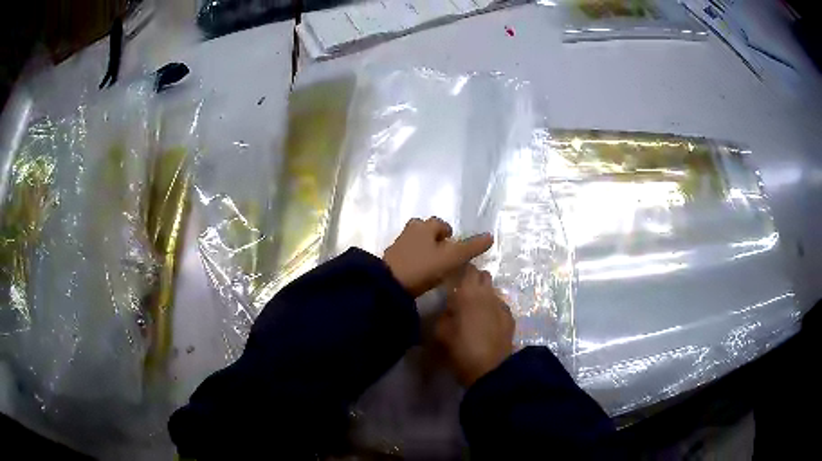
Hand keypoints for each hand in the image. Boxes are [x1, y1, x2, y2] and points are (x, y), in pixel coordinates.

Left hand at [383, 217, 492, 297]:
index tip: (453, 247)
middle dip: (434, 239)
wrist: (389, 284)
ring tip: (432, 266)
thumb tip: (491, 236)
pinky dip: (413, 260)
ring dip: (423, 250)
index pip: (439, 223)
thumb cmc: (423, 267)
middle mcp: (409, 231)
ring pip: (414, 242)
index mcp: (424, 227)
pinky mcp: (389, 259)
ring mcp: (397, 245)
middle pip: (424, 230)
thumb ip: (471, 248)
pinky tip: (419, 273)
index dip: (448, 233)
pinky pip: (406, 255)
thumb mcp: (451, 258)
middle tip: (443, 256)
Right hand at [436, 264, 514, 386]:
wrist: (489, 368)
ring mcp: (502, 305)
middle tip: (464, 293)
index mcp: (468, 292)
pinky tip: (488, 324)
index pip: (468, 268)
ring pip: (493, 291)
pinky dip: (493, 310)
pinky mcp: (510, 318)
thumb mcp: (440, 332)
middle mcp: (487, 294)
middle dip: (475, 280)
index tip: (454, 277)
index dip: (462, 270)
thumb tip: (450, 308)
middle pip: (484, 275)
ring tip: (476, 311)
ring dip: (485, 296)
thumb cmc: (460, 348)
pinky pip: (500, 306)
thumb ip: (444, 314)